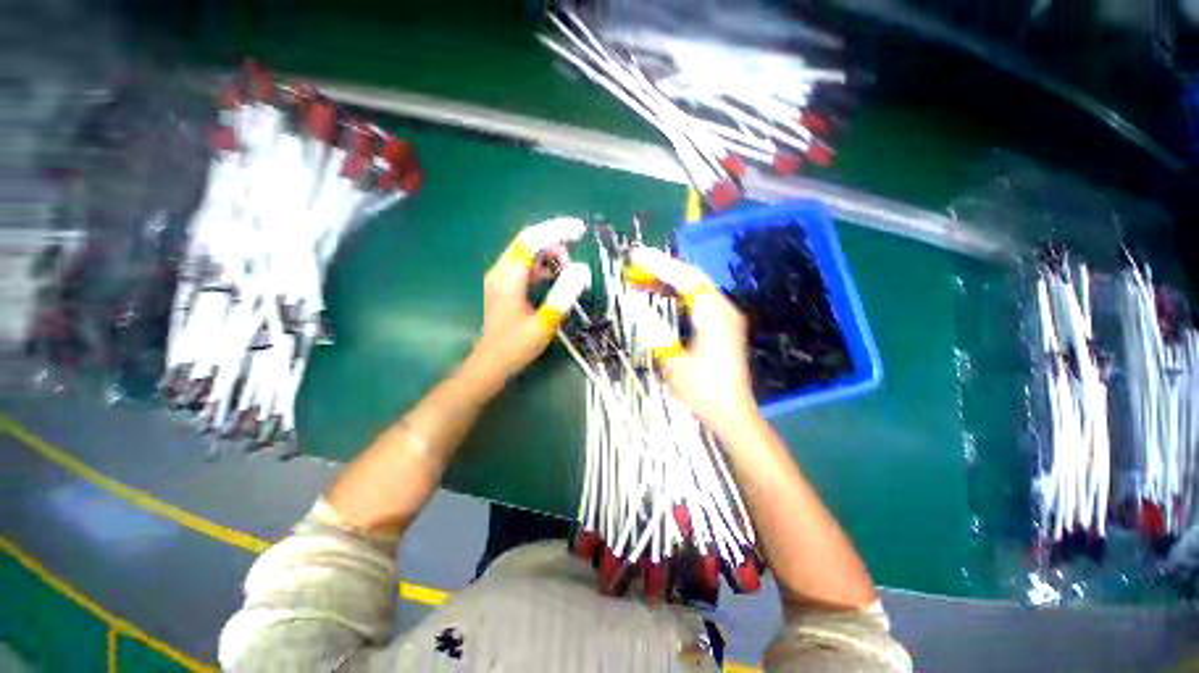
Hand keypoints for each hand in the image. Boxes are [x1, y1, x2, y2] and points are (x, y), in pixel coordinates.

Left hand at [468, 218, 590, 386]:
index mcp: (508, 277)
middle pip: (528, 241)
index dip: (556, 230)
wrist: (491, 363)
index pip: (531, 240)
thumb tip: (582, 268)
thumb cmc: (516, 346)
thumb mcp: (545, 321)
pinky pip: (526, 265)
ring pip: (528, 253)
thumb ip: (563, 294)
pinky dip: (543, 265)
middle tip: (578, 251)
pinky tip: (555, 276)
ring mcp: (501, 277)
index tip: (580, 230)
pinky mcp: (505, 285)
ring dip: (550, 254)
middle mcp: (501, 270)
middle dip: (555, 241)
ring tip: (569, 269)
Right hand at [626, 247, 758, 433]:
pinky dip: (677, 293)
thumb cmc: (702, 391)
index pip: (686, 279)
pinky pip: (697, 299)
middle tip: (634, 264)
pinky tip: (660, 294)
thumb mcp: (673, 363)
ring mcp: (725, 315)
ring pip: (694, 287)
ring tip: (640, 278)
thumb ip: (654, 331)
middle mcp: (724, 309)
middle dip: (662, 268)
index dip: (659, 265)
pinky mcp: (722, 323)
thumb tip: (635, 305)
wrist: (731, 412)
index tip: (635, 256)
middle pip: (692, 277)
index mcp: (714, 317)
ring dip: (668, 281)